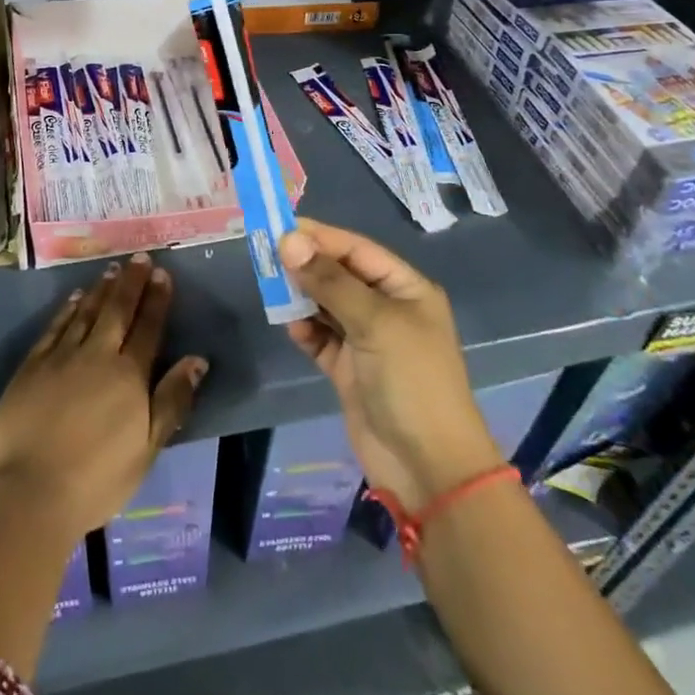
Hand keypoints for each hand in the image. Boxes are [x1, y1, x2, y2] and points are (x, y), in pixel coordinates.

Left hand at [0, 253, 208, 538]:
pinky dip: (68, 308)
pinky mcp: (32, 365)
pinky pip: (55, 326)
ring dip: (102, 290)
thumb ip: (172, 400)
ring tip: (112, 269)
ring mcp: (61, 357)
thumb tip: (197, 360)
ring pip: (86, 312)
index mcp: (129, 376)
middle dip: (131, 283)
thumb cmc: (97, 479)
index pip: (148, 328)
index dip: (156, 300)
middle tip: (139, 258)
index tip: (162, 273)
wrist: (30, 492)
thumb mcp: (147, 448)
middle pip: (117, 311)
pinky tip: (76, 297)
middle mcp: (97, 356)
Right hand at [281, 218, 501, 507]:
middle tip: (266, 255)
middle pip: (339, 275)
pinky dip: (304, 330)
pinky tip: (290, 327)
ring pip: (326, 305)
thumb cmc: (411, 381)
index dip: (320, 237)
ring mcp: (367, 340)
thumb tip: (289, 239)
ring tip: (271, 288)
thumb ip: (329, 281)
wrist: (428, 468)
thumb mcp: (374, 322)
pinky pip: (320, 338)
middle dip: (306, 265)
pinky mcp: (349, 369)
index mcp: (405, 289)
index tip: (279, 227)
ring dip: (301, 296)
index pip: (357, 250)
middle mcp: (386, 309)